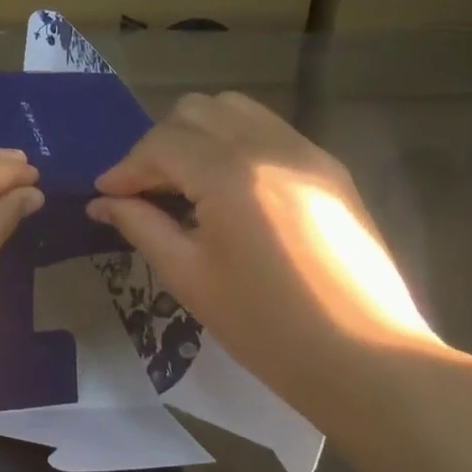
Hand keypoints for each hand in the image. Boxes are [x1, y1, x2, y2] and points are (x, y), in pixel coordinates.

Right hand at [87, 92, 449, 435]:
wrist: (369, 362)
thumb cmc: (266, 326)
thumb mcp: (188, 275)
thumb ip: (140, 225)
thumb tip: (102, 202)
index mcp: (230, 173)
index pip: (160, 145)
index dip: (125, 168)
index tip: (106, 196)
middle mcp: (268, 145)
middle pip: (194, 111)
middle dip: (159, 146)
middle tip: (146, 191)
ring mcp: (305, 152)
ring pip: (233, 109)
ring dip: (198, 135)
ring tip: (186, 182)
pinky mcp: (329, 169)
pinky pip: (268, 130)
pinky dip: (235, 143)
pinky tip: (229, 189)